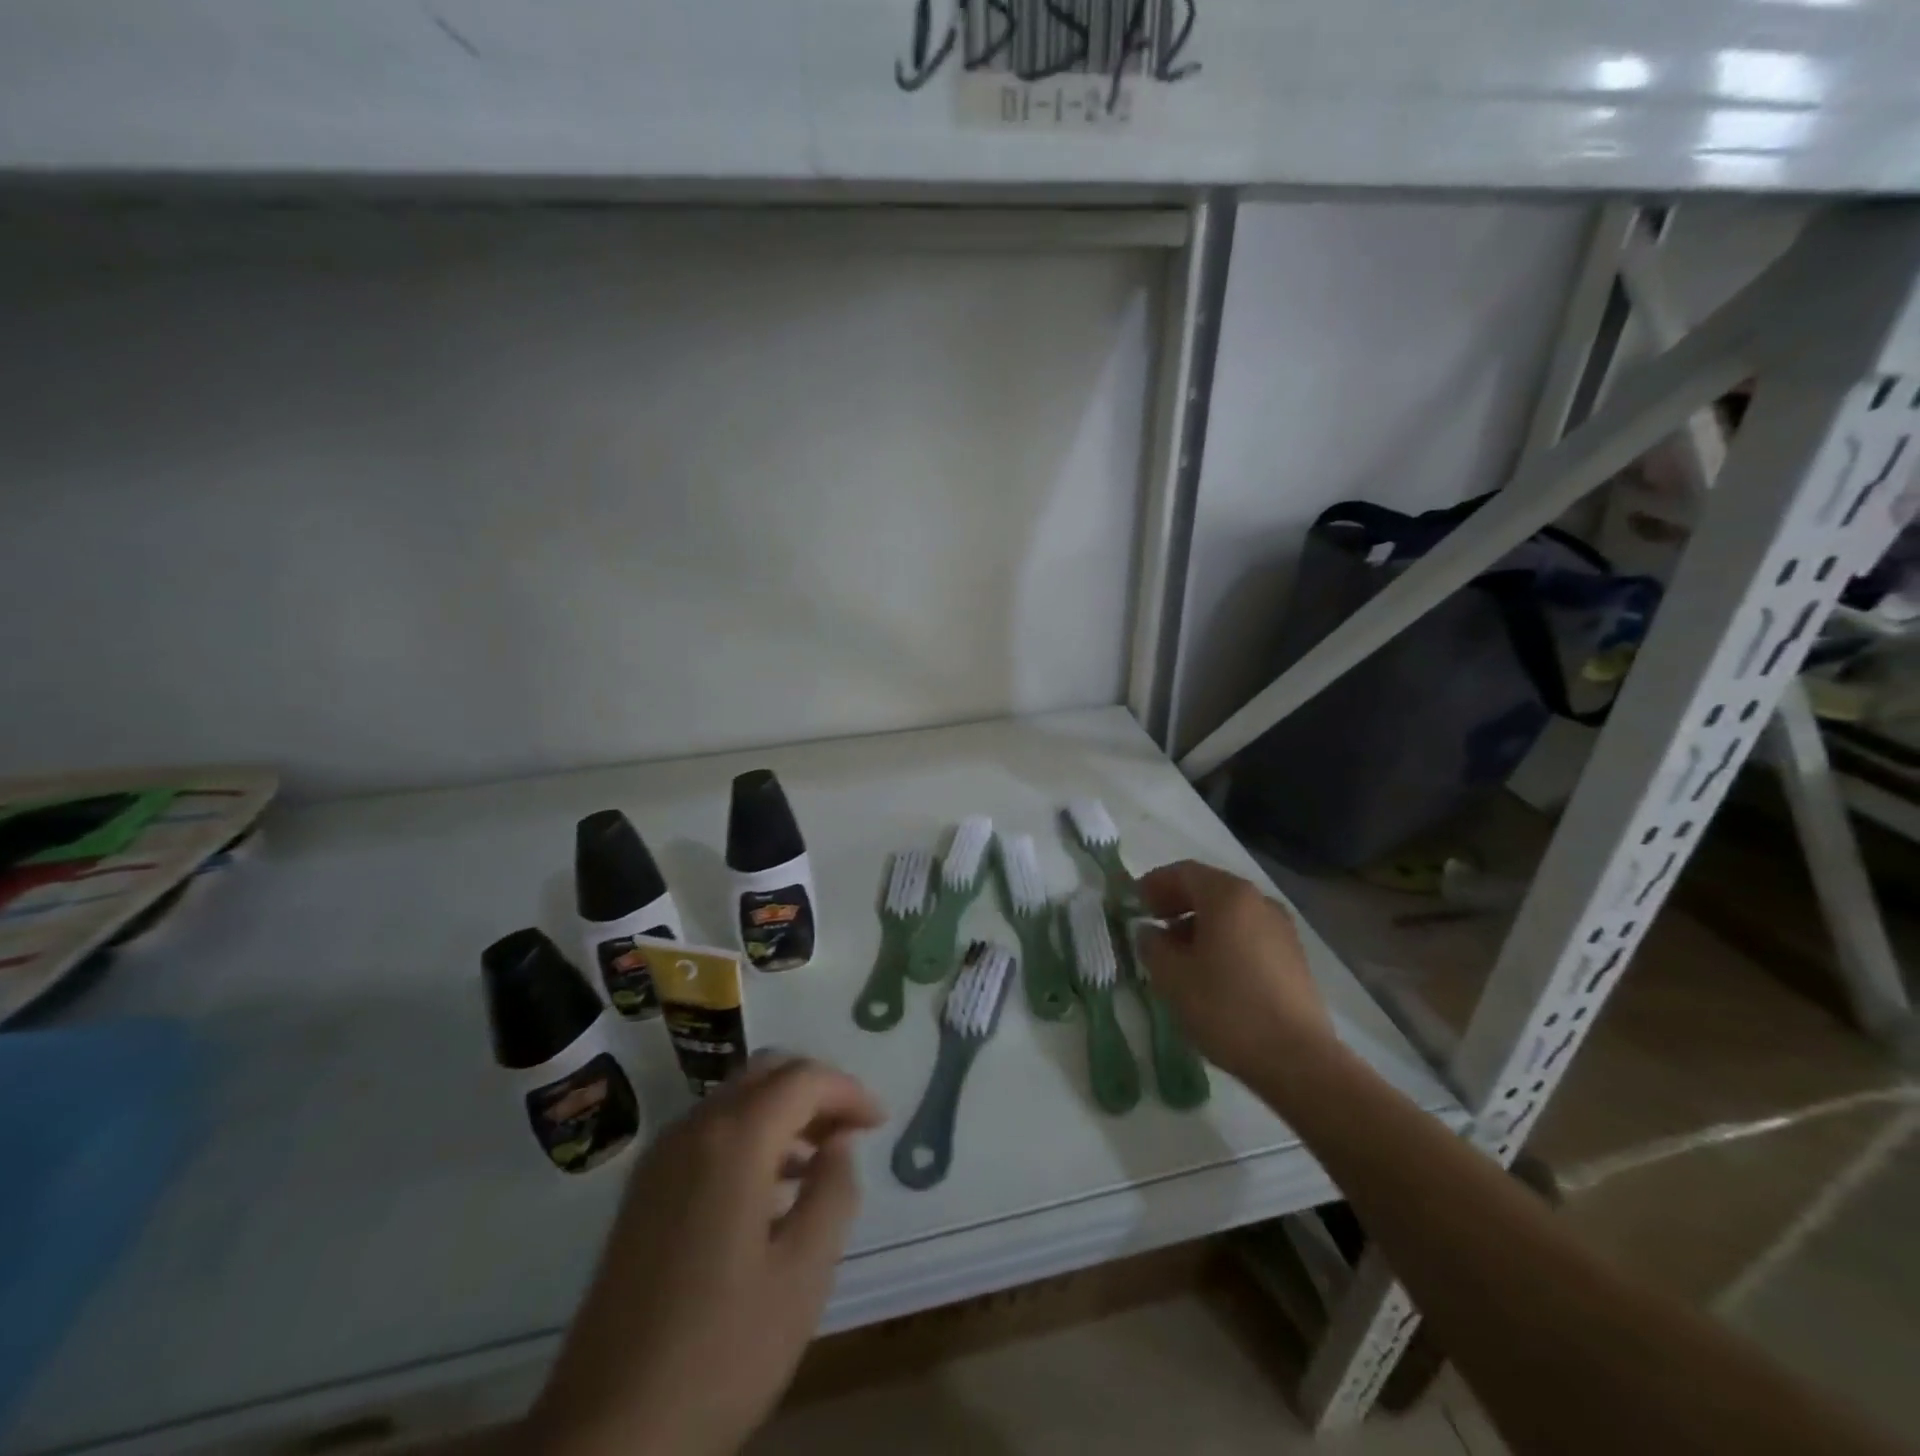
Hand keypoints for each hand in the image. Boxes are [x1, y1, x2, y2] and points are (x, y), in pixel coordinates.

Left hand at [530, 1055, 884, 1455]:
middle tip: (851, 1130)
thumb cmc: (721, 1353)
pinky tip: (770, 1190)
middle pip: (766, 1073)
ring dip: (783, 1111)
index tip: (880, 1123)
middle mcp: (692, 1129)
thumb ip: (833, 1191)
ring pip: (735, 1099)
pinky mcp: (643, 1191)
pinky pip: (709, 1132)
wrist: (606, 1437)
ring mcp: (660, 1158)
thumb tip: (839, 1142)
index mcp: (733, 1139)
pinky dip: (750, 1134)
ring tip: (819, 1160)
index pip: (803, 1079)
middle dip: (816, 1090)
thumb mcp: (803, 1275)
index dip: (848, 1091)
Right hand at [1135, 861, 1336, 1085]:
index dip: (1154, 883)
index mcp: (1228, 896)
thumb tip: (1149, 932)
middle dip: (1177, 902)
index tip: (1134, 902)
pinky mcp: (1294, 957)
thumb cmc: (1226, 1008)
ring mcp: (1282, 929)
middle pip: (1210, 889)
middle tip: (1152, 923)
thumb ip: (1152, 945)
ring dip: (1200, 923)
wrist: (1298, 1060)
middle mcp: (1259, 901)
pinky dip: (1224, 940)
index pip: (1184, 872)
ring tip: (1178, 953)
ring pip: (1231, 913)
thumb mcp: (1172, 977)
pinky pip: (1249, 934)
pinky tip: (1211, 971)